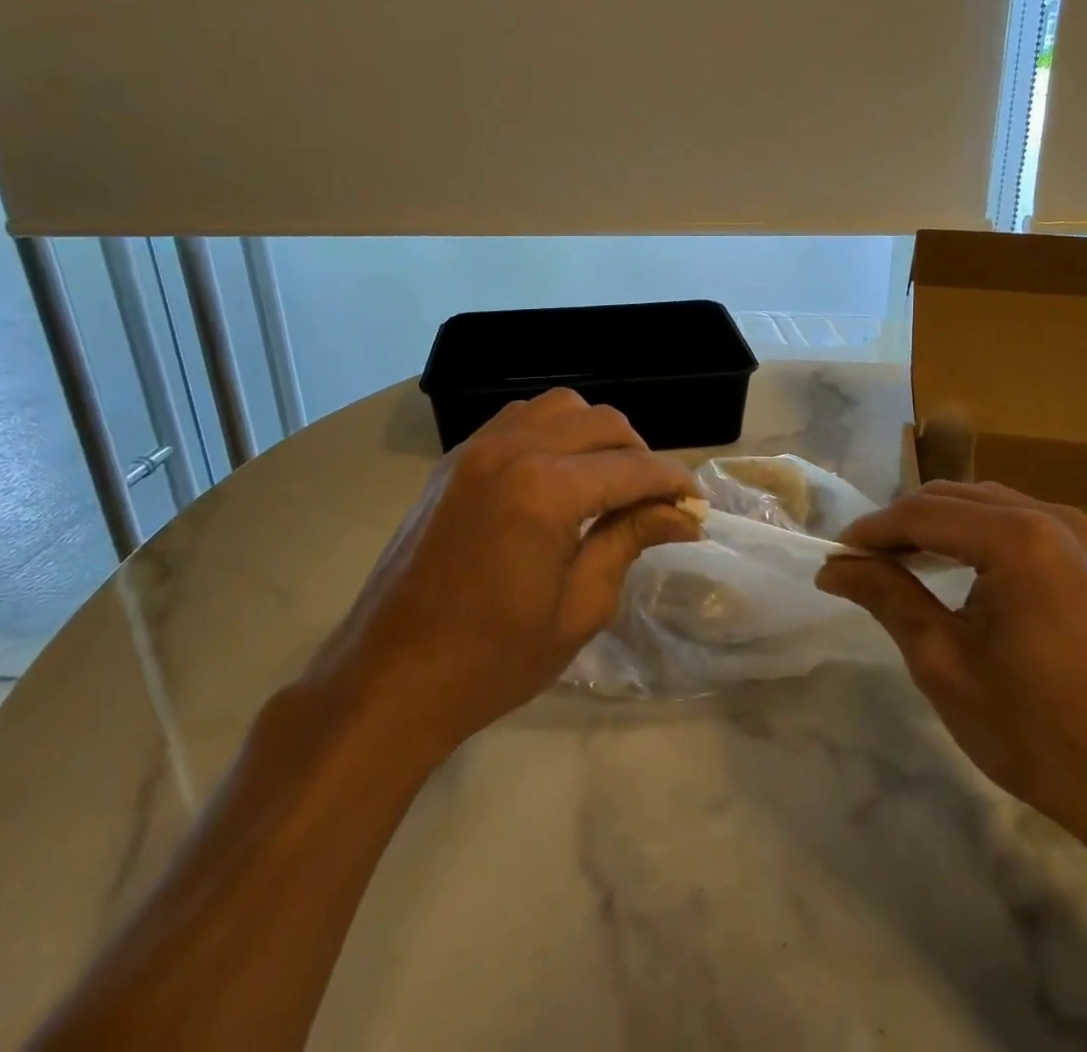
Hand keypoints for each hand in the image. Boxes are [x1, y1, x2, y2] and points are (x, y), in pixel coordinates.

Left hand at [309, 389, 699, 756]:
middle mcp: (513, 449)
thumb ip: (630, 541)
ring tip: (604, 481)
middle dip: (639, 454)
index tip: (696, 504)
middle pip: (602, 423)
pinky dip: (551, 433)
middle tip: (652, 500)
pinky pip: (518, 419)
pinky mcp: (454, 460)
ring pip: (559, 408)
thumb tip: (682, 514)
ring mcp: (477, 448)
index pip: (633, 467)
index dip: (673, 482)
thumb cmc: (493, 659)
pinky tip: (556, 476)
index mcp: (546, 490)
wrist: (391, 678)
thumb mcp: (579, 607)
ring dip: (594, 435)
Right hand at [817, 480, 1086, 850]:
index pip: (923, 513)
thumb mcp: (946, 665)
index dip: (872, 530)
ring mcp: (1085, 536)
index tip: (835, 555)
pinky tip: (962, 570)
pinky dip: (980, 536)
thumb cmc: (1040, 733)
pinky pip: (1023, 524)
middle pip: (956, 498)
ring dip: (940, 526)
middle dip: (903, 524)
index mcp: (1019, 539)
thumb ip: (887, 598)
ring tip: (902, 564)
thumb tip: (833, 567)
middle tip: (862, 562)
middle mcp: (1055, 519)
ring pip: (989, 505)